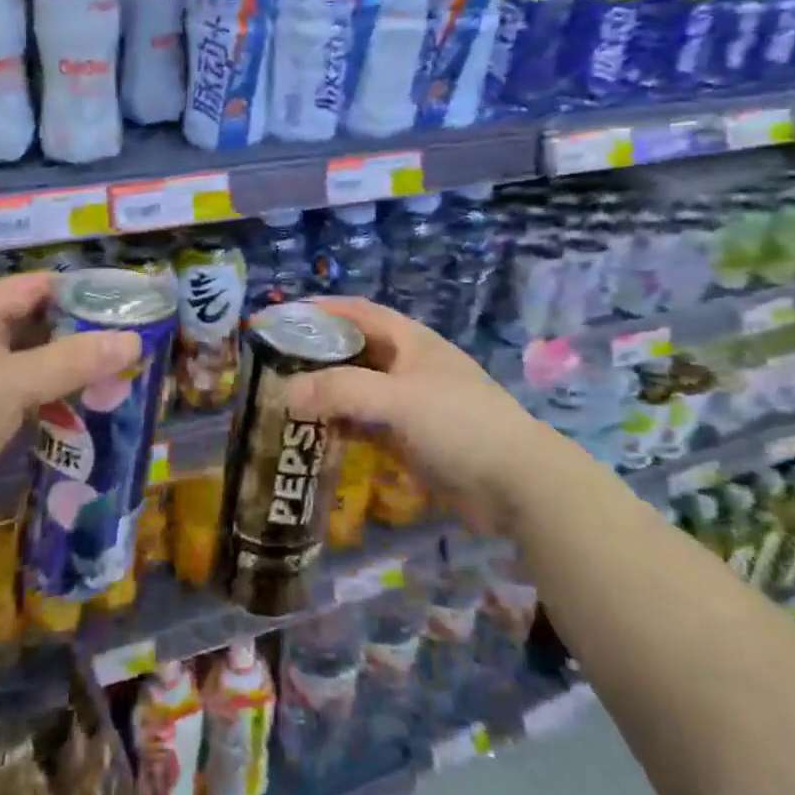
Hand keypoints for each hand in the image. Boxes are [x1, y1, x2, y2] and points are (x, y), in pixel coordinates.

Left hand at [0, 273, 141, 527]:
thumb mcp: (14, 382)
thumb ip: (74, 361)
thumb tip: (134, 341)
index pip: (35, 286)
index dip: (77, 289)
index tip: (122, 303)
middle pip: (36, 325)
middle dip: (79, 333)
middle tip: (126, 344)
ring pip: (31, 363)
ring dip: (67, 370)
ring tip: (114, 377)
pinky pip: (22, 397)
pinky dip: (50, 399)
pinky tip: (81, 412)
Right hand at [285, 298, 547, 532]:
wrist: (518, 484)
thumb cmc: (459, 424)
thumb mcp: (397, 399)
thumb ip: (341, 391)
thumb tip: (285, 391)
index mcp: (411, 341)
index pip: (358, 313)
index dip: (321, 310)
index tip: (283, 317)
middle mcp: (409, 366)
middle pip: (355, 351)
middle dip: (318, 355)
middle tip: (276, 364)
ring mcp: (413, 404)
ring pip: (360, 390)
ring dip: (328, 393)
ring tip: (286, 399)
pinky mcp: (414, 439)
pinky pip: (369, 425)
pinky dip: (344, 426)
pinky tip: (318, 435)